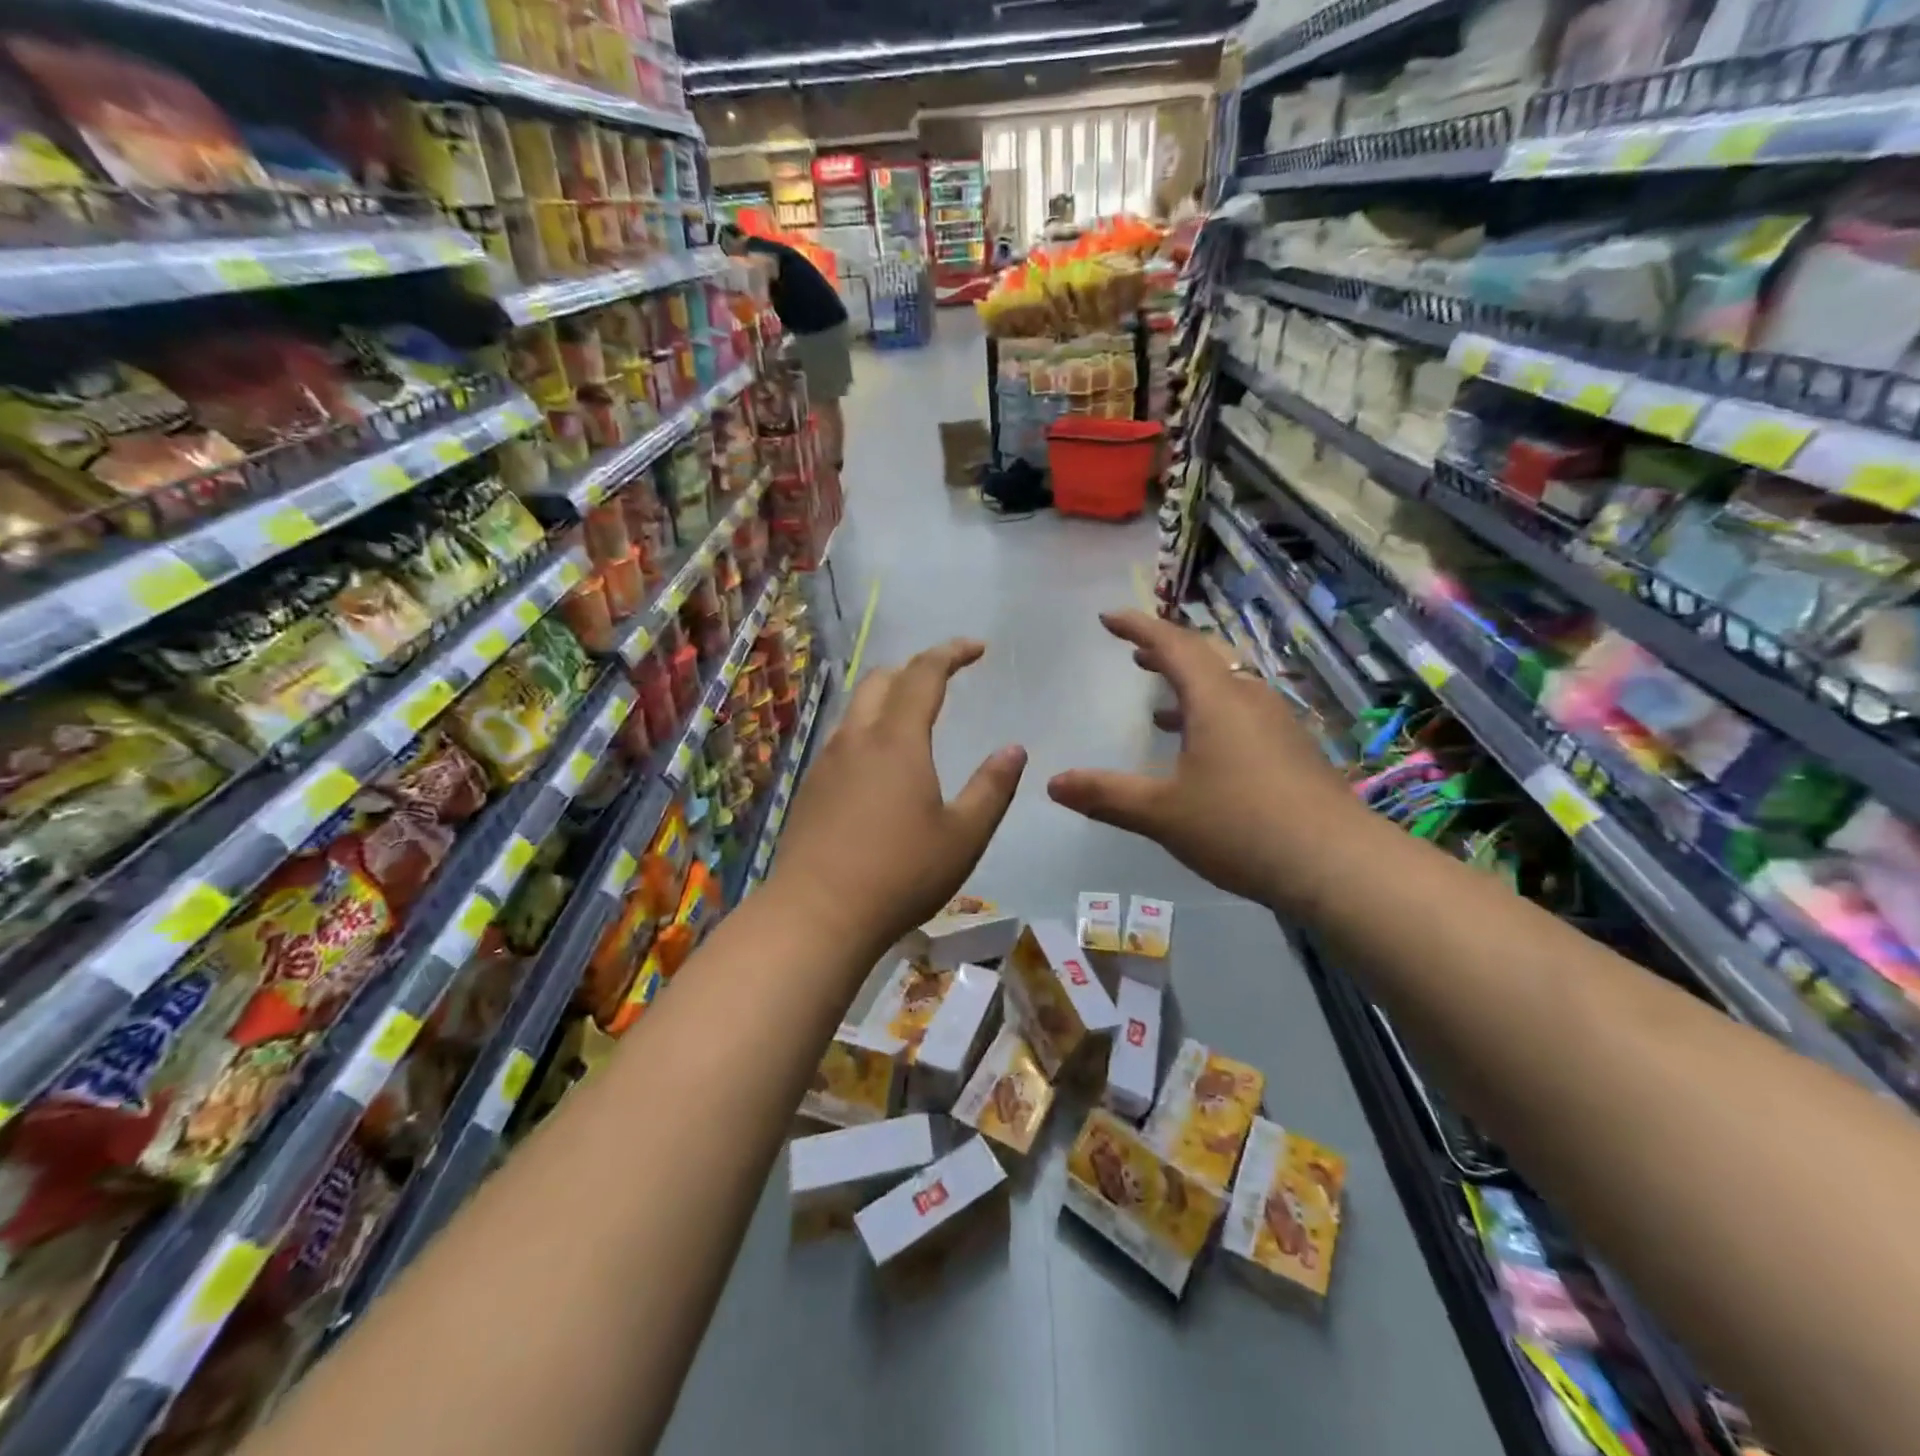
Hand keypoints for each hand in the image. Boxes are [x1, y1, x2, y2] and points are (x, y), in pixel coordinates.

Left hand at [765, 640, 1025, 959]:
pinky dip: (867, 730)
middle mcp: (856, 739)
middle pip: (880, 679)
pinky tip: (879, 765)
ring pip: (856, 709)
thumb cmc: (900, 873)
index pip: (924, 674)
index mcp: (897, 740)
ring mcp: (826, 762)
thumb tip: (1014, 749)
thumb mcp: (963, 836)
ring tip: (913, 718)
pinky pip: (842, 739)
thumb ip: (992, 788)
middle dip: (914, 669)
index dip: (951, 653)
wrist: (816, 915)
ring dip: (887, 699)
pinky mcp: (810, 788)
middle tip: (944, 679)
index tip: (976, 648)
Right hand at [1047, 611, 1360, 909]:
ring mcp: (1278, 725)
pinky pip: (1245, 715)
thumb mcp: (1162, 813)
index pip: (1173, 645)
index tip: (1109, 618)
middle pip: (1206, 658)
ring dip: (1192, 687)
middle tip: (1135, 654)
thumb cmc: (1241, 826)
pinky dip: (1214, 716)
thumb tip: (1053, 783)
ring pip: (1229, 688)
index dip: (1138, 627)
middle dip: (1166, 653)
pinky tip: (1203, 752)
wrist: (1338, 865)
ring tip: (1160, 705)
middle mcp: (1250, 700)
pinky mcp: (1294, 752)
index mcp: (1217, 700)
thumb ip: (1106, 795)